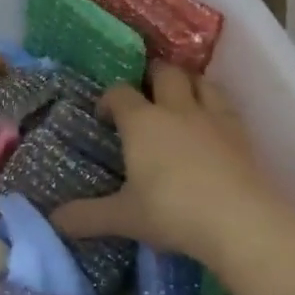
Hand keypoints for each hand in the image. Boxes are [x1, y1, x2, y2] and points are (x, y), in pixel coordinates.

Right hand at [52, 62, 284, 267]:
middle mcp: (176, 109)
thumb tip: (54, 220)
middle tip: (145, 95)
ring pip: (200, 81)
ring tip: (180, 99)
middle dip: (151, 76)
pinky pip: (226, 104)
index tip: (105, 116)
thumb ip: (87, 216)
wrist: (239, 221)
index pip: (120, 93)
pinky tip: (212, 124)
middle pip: (164, 73)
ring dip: (187, 83)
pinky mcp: (241, 132)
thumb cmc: (172, 212)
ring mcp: (213, 117)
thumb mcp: (124, 217)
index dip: (109, 99)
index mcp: (142, 122)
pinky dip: (214, 105)